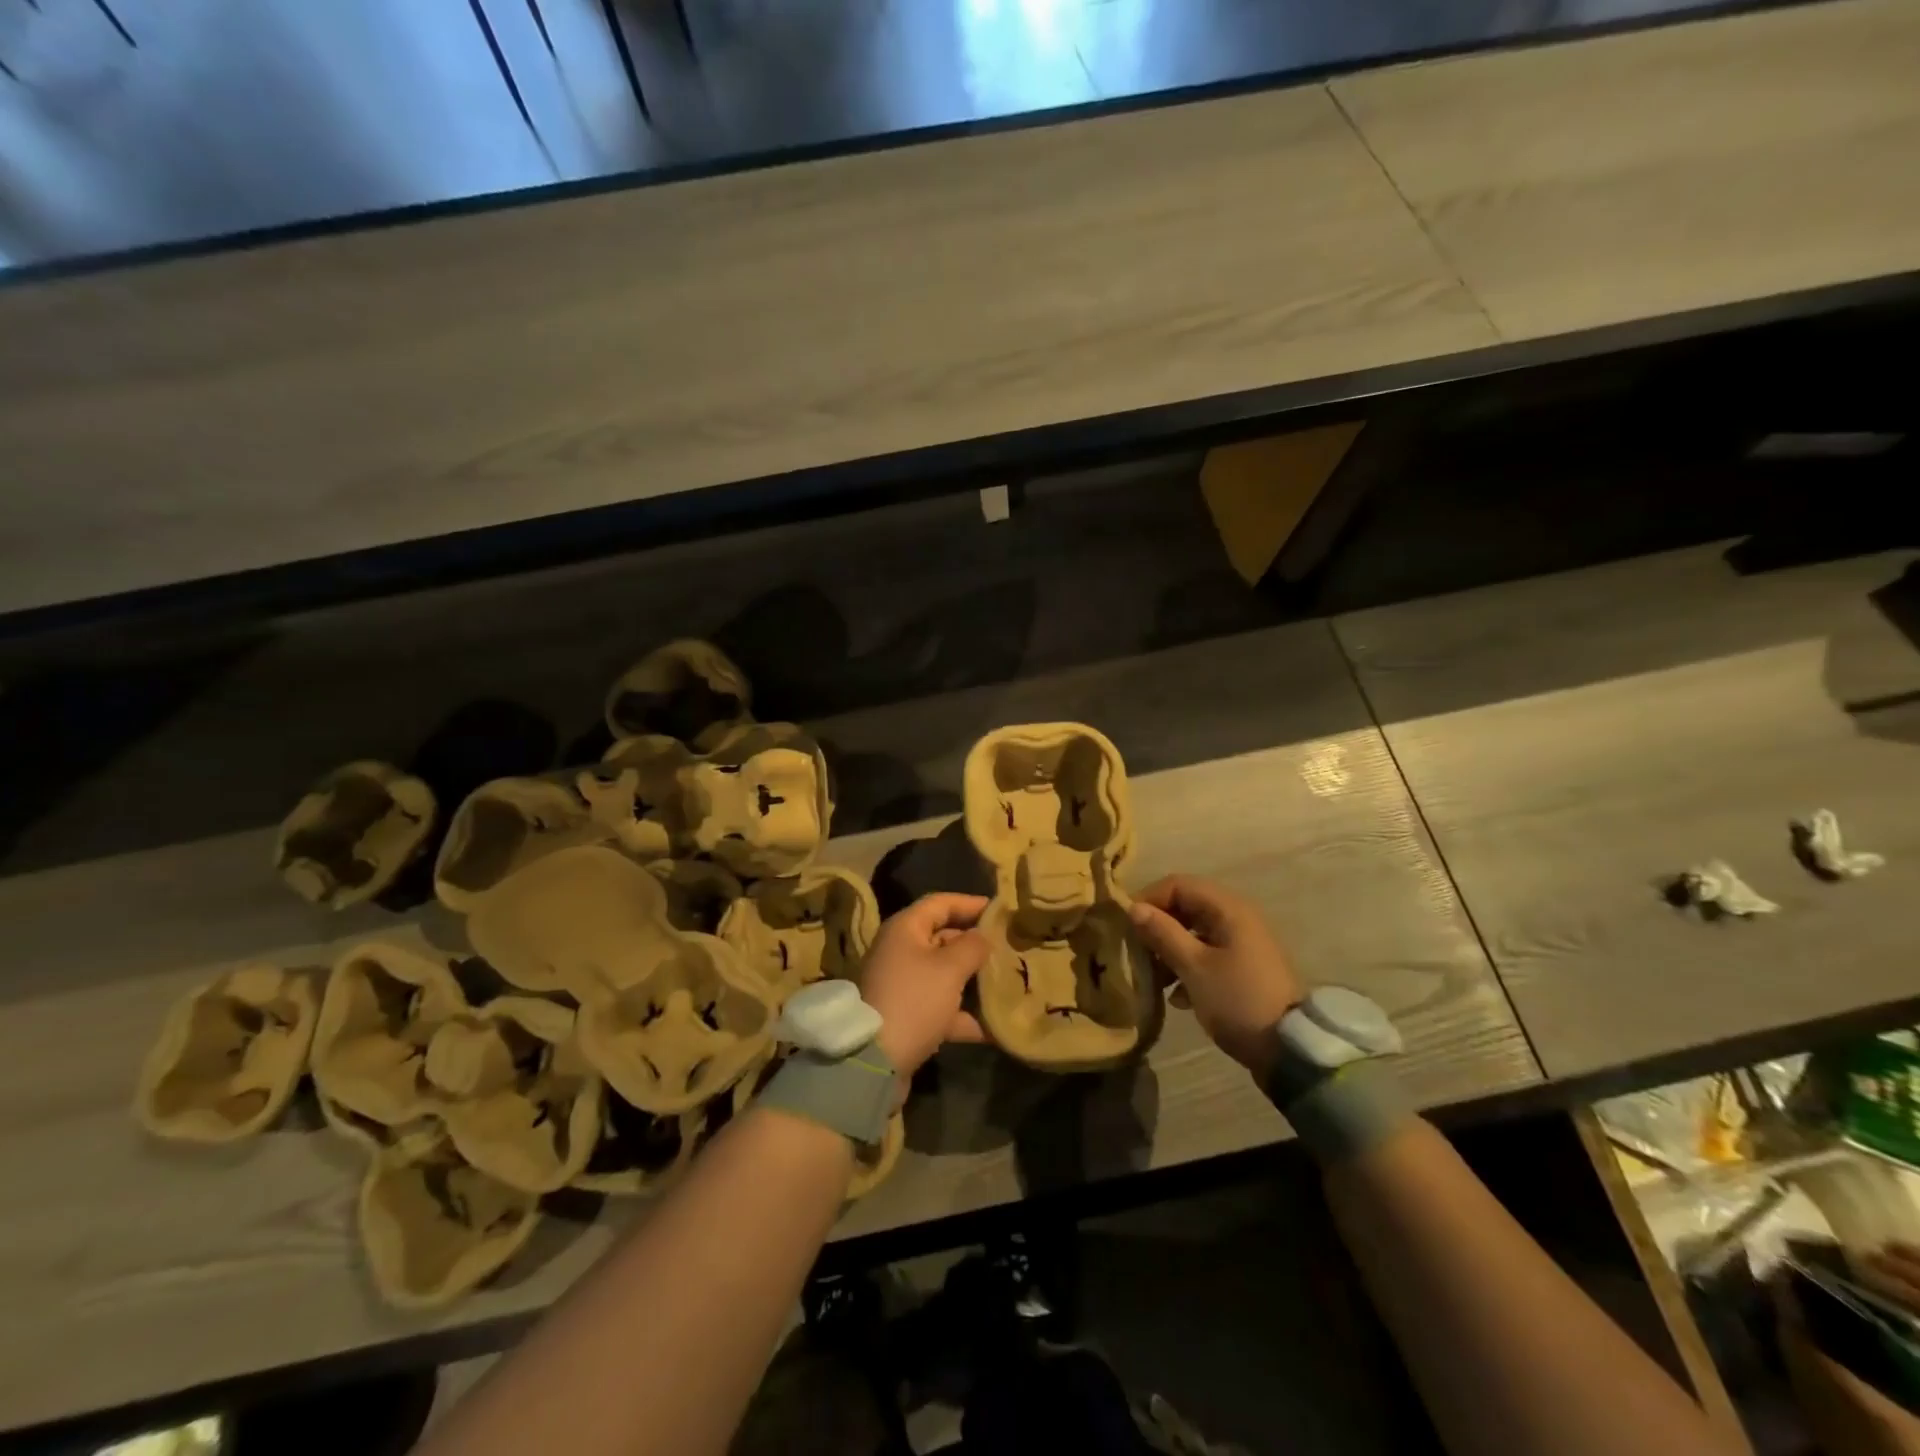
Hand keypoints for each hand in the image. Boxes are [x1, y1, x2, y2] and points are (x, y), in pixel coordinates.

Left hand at [858, 893, 989, 1079]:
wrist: (875, 1061)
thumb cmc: (915, 1000)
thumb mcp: (950, 968)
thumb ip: (973, 946)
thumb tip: (983, 936)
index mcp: (905, 929)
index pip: (941, 903)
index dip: (970, 903)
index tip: (1000, 910)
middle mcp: (900, 951)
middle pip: (943, 937)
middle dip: (975, 943)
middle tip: (1009, 947)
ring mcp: (902, 984)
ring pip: (944, 973)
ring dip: (973, 980)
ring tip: (1006, 982)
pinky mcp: (906, 1015)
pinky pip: (940, 1006)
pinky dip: (962, 1014)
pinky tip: (993, 1027)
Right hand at [1128, 875, 1303, 1078]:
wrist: (1289, 1049)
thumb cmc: (1237, 1000)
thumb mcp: (1194, 967)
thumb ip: (1163, 933)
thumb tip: (1134, 907)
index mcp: (1228, 908)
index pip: (1178, 884)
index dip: (1149, 899)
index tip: (1127, 926)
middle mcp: (1237, 917)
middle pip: (1185, 907)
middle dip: (1158, 927)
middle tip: (1137, 952)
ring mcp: (1242, 943)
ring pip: (1194, 932)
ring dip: (1170, 950)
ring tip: (1154, 978)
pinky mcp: (1243, 967)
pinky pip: (1206, 954)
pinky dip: (1187, 967)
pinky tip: (1177, 997)